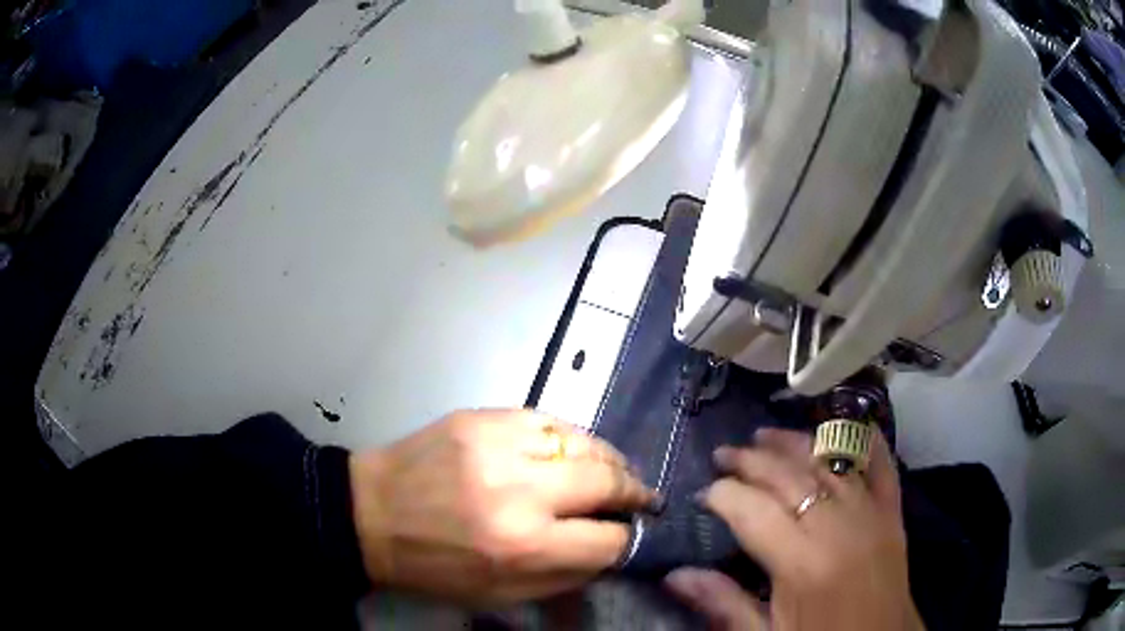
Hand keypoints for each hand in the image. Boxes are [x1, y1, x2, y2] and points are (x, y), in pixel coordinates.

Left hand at [349, 409, 655, 605]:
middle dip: (634, 491)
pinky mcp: (483, 416)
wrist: (370, 514)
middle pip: (607, 482)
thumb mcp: (498, 596)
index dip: (628, 541)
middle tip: (642, 497)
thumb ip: (562, 578)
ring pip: (584, 443)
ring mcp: (500, 444)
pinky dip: (572, 438)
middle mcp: (520, 491)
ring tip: (617, 472)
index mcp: (522, 546)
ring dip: (610, 460)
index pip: (607, 541)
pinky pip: (549, 420)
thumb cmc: (432, 567)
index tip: (632, 535)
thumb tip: (608, 552)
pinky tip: (574, 450)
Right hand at [665, 429, 923, 630]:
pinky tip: (842, 427)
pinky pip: (880, 462)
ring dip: (793, 443)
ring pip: (828, 460)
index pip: (753, 511)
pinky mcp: (893, 510)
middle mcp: (838, 526)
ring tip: (764, 436)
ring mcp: (871, 512)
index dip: (723, 495)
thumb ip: (723, 604)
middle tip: (723, 454)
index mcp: (801, 564)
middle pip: (788, 477)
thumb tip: (675, 575)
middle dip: (750, 460)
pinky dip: (861, 440)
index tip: (703, 493)